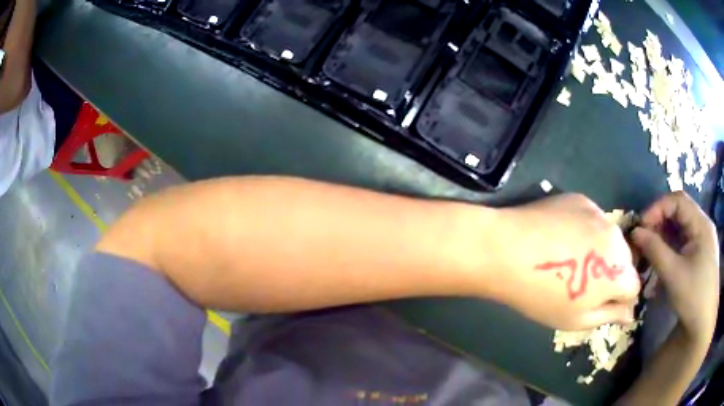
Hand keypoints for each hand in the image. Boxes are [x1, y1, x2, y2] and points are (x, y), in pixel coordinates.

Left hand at [486, 193, 640, 330]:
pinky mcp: (581, 199)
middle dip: (610, 273)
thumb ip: (609, 315)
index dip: (618, 297)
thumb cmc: (542, 295)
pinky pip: (592, 220)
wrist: (506, 250)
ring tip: (569, 258)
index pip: (633, 287)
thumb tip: (630, 313)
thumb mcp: (576, 319)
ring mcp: (599, 213)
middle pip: (624, 261)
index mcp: (620, 271)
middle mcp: (617, 237)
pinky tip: (560, 237)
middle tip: (580, 280)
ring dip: (599, 250)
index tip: (598, 300)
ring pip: (609, 238)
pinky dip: (584, 230)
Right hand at [631, 191, 718, 341]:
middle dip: (660, 223)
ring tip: (650, 254)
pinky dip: (671, 249)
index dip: (658, 208)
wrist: (704, 324)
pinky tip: (663, 265)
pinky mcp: (700, 255)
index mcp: (701, 224)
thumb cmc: (693, 298)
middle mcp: (703, 226)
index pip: (678, 200)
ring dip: (664, 238)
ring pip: (681, 229)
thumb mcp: (673, 275)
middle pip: (679, 213)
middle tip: (643, 240)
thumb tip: (635, 232)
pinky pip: (684, 244)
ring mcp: (703, 241)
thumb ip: (655, 250)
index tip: (641, 226)